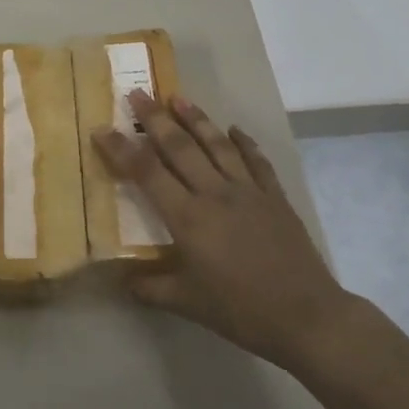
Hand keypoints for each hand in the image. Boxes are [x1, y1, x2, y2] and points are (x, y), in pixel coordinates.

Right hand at [94, 94, 351, 374]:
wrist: (306, 315)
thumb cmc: (240, 310)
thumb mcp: (187, 304)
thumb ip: (150, 288)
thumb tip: (121, 280)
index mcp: (188, 218)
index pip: (147, 173)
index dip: (121, 149)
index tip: (102, 129)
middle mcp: (214, 194)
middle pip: (179, 147)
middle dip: (155, 119)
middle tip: (136, 93)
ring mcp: (248, 191)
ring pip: (217, 145)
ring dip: (196, 119)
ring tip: (178, 97)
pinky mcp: (274, 197)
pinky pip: (256, 161)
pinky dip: (244, 142)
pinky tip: (235, 129)